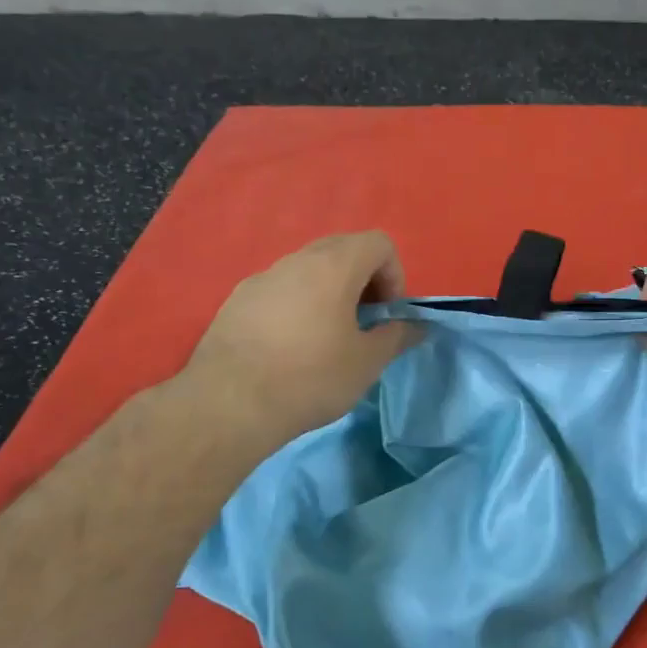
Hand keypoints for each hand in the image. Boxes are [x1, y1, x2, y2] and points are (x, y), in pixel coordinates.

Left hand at [180, 231, 416, 460]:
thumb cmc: (311, 377)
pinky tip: (290, 346)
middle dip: (364, 280)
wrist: (229, 403)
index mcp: (334, 266)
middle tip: (363, 322)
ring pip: (309, 268)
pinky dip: (298, 303)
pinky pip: (280, 288)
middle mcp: (297, 260)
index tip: (386, 315)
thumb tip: (417, 326)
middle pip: (343, 249)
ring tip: (327, 337)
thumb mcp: (367, 362)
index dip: (394, 275)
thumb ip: (397, 336)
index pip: (379, 243)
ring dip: (330, 291)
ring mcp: (262, 277)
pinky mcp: (237, 299)